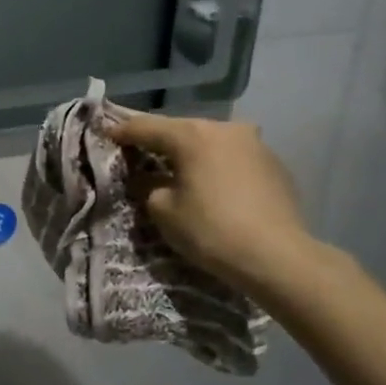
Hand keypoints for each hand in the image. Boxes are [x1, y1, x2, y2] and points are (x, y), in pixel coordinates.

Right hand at [109, 114, 317, 293]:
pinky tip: (212, 186)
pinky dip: (217, 166)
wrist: (278, 257)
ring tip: (178, 170)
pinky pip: (234, 158)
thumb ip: (148, 185)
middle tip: (140, 154)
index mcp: (192, 135)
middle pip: (181, 130)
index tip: (107, 136)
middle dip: (160, 142)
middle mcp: (225, 129)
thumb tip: (148, 178)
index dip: (122, 132)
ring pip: (211, 142)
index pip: (146, 127)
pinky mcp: (275, 164)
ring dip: (192, 153)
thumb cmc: (211, 230)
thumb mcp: (163, 210)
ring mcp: (255, 144)